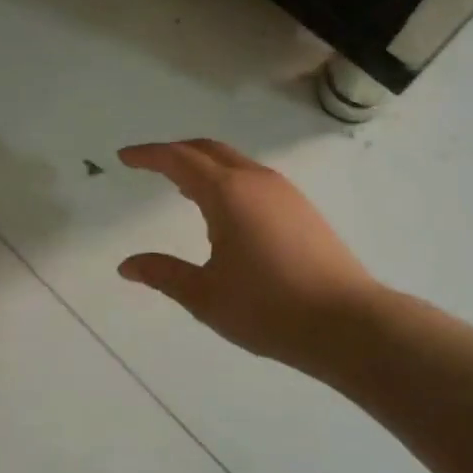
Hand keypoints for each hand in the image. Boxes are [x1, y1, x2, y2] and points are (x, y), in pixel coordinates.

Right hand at [117, 139, 382, 375]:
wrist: (348, 323)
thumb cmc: (268, 308)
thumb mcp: (205, 295)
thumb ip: (163, 274)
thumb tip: (126, 266)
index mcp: (227, 193)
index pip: (178, 159)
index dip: (148, 155)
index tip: (124, 157)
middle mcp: (256, 180)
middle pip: (208, 150)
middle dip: (176, 152)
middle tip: (149, 164)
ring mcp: (284, 192)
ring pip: (234, 162)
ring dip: (204, 165)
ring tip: (181, 187)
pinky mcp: (302, 209)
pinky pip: (253, 178)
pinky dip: (227, 180)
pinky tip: (224, 210)